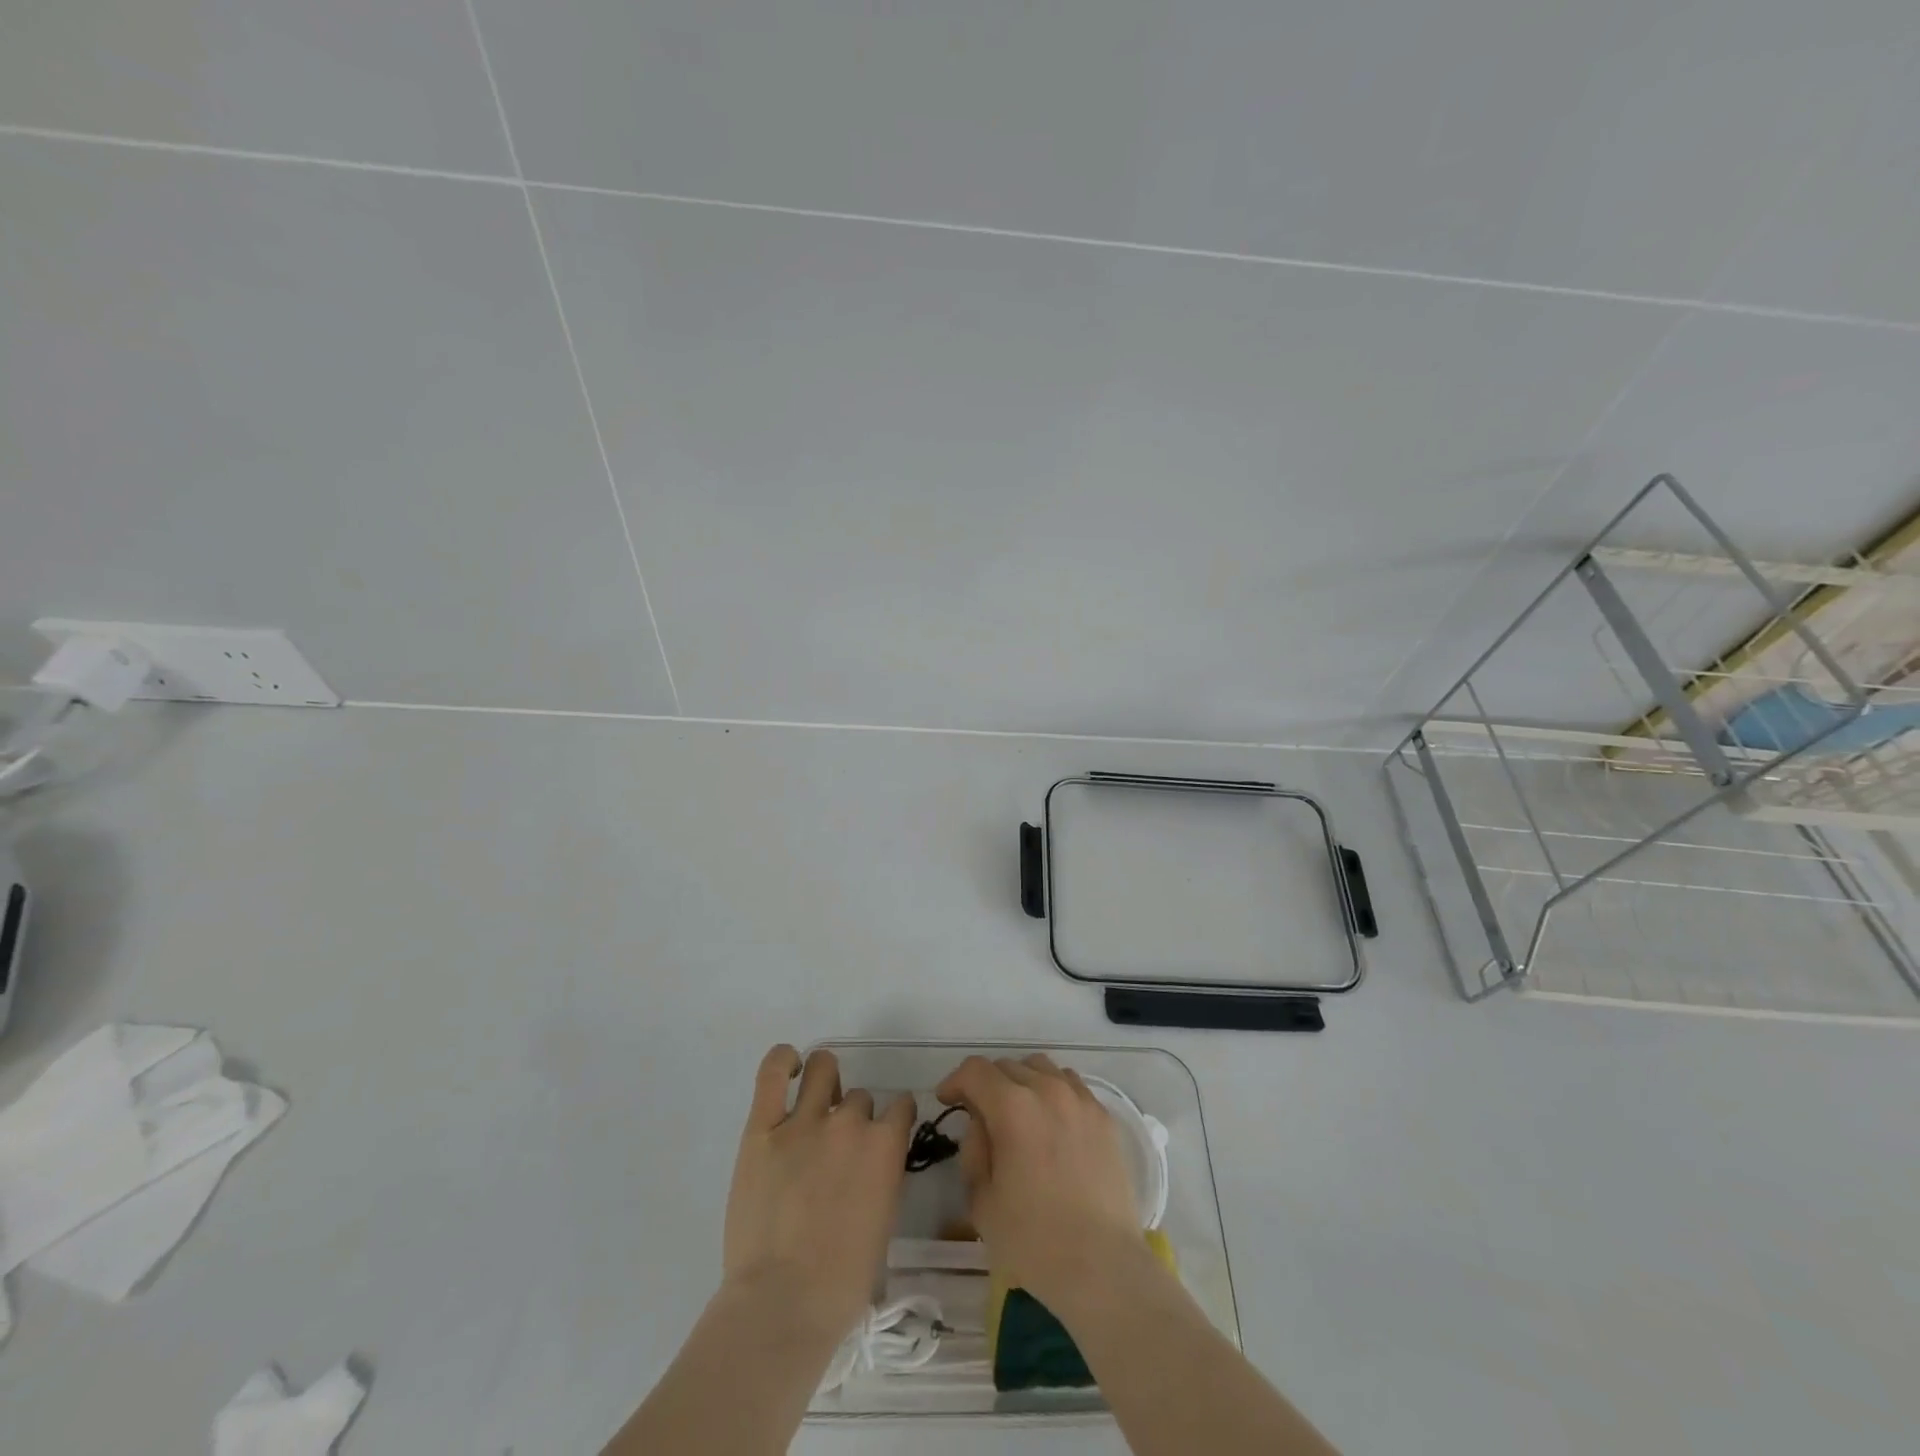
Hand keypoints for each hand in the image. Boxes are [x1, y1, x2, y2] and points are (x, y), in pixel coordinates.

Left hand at [723, 1046, 915, 1341]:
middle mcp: (849, 1122)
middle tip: (838, 1148)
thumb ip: (881, 1180)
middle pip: (859, 1098)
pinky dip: (782, 1061)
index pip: (901, 1106)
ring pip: (824, 1070)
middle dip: (854, 1117)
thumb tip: (869, 1167)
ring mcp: (804, 1121)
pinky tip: (788, 1066)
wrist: (783, 1303)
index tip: (885, 1134)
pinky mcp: (762, 1128)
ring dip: (825, 1083)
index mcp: (885, 1146)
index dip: (894, 1119)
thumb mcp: (883, 1224)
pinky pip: (772, 1072)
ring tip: (814, 1104)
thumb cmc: (842, 1283)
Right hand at [935, 1054, 1142, 1310]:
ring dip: (1021, 1082)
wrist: (1102, 1266)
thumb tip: (981, 1124)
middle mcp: (1047, 1090)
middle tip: (981, 1116)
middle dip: (986, 1084)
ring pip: (1041, 1068)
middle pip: (1007, 1066)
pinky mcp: (1104, 1116)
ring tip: (1018, 1114)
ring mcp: (1080, 1100)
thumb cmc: (1033, 1241)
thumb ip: (973, 1150)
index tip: (948, 1102)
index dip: (955, 1082)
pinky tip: (1051, 1122)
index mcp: (1012, 1107)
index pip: (975, 1071)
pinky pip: (1071, 1085)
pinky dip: (1052, 1091)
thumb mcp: (981, 1201)